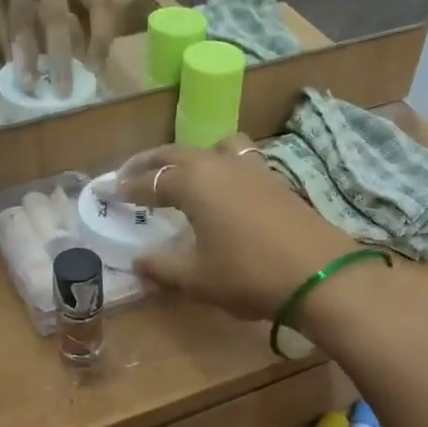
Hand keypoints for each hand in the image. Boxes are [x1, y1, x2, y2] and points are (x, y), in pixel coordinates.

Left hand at [0, 0, 115, 97]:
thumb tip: (15, 66)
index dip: (25, 51)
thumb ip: (1, 22)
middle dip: (62, 57)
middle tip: (66, 92)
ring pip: (97, 3)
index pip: (23, 14)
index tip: (27, 84)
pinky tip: (101, 54)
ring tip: (96, 72)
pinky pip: (102, 1)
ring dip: (99, 40)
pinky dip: (105, 28)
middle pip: (59, 16)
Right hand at [116, 137, 385, 329]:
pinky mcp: (275, 181)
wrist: (318, 275)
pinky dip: (218, 166)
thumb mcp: (196, 278)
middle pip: (176, 154)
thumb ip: (162, 267)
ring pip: (212, 148)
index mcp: (193, 182)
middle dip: (150, 164)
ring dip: (189, 157)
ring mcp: (252, 168)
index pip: (150, 179)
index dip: (127, 187)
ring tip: (181, 174)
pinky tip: (222, 189)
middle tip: (130, 175)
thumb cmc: (247, 275)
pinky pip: (237, 160)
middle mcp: (220, 164)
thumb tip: (138, 262)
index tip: (108, 193)